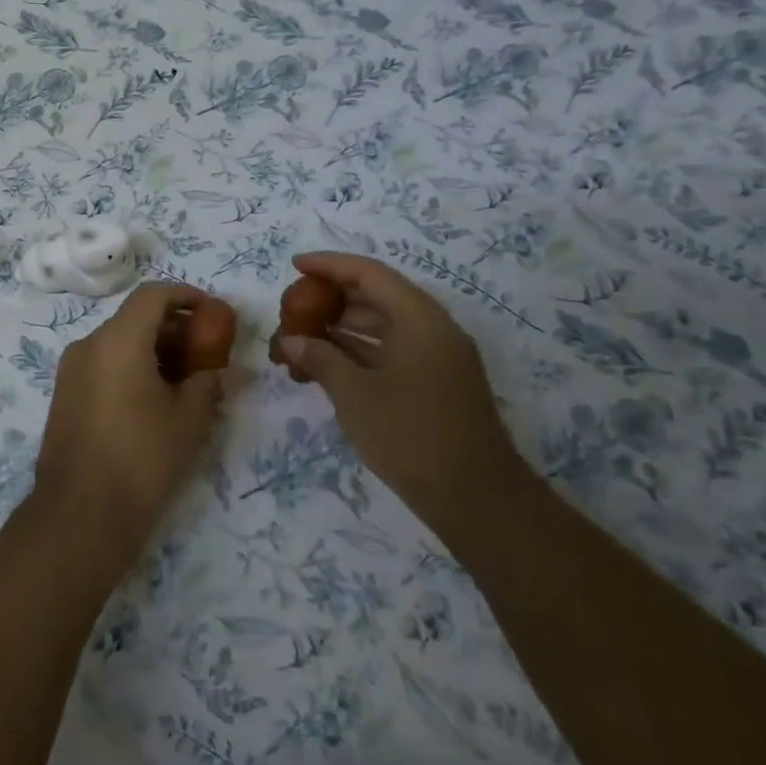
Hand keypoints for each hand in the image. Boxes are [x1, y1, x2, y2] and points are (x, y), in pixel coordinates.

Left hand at [32, 283, 226, 567]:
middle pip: (134, 318)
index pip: (152, 295)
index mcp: (118, 340)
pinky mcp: (64, 395)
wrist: (79, 515)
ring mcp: (71, 370)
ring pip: (118, 342)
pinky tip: (153, 399)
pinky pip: (103, 364)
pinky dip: (130, 366)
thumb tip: (213, 372)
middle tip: (204, 351)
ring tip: (184, 380)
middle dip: (172, 327)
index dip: (185, 295)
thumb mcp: (189, 420)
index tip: (211, 311)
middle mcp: (88, 344)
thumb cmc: (142, 459)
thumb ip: (206, 383)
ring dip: (152, 349)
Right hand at [274, 253, 527, 535]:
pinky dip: (357, 354)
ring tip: (298, 341)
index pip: (369, 274)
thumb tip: (290, 341)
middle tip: (292, 310)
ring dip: (340, 330)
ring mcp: (436, 358)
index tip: (294, 266)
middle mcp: (432, 329)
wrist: (475, 499)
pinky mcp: (434, 384)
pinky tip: (324, 367)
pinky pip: (390, 353)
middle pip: (376, 298)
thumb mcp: (354, 394)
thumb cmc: (410, 435)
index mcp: (419, 319)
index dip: (329, 265)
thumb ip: (320, 358)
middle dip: (330, 301)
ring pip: (381, 327)